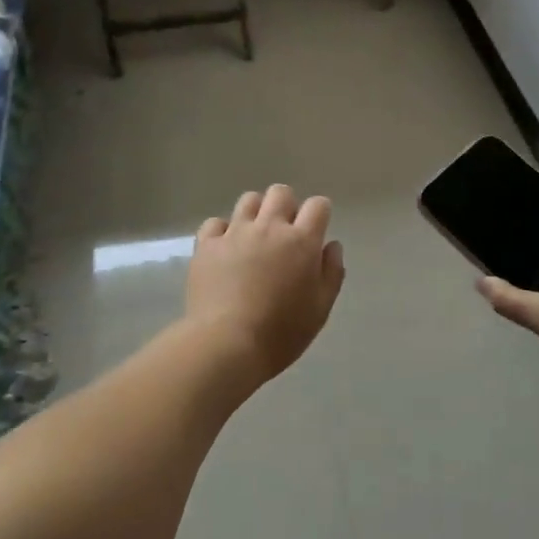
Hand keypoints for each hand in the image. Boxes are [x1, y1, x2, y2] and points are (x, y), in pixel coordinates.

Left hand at [185, 185, 345, 384]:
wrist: (227, 344)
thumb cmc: (282, 332)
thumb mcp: (321, 308)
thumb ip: (331, 272)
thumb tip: (331, 246)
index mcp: (302, 241)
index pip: (318, 205)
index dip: (320, 213)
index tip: (316, 230)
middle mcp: (269, 227)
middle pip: (281, 193)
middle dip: (287, 206)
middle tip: (285, 232)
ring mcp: (235, 233)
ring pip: (249, 200)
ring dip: (257, 212)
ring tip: (255, 236)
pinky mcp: (207, 245)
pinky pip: (215, 223)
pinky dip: (222, 231)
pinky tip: (225, 249)